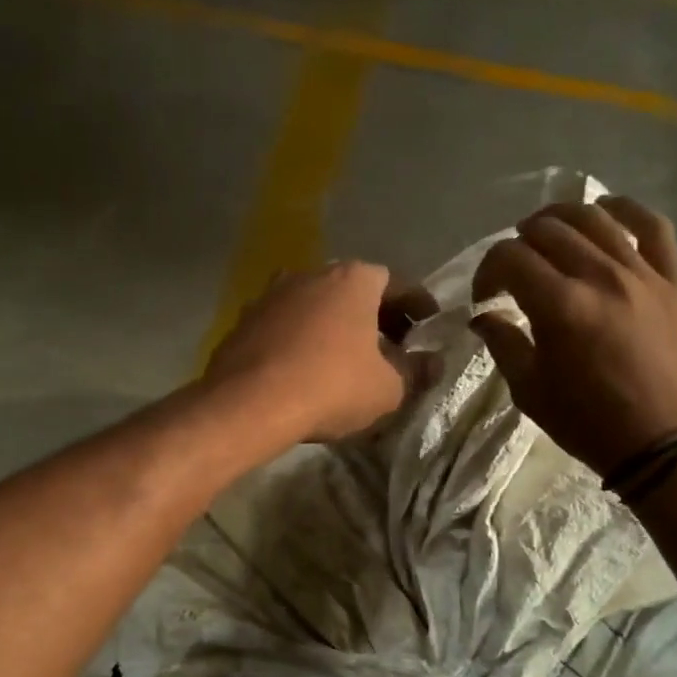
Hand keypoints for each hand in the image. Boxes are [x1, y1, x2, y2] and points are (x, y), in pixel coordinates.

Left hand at [204, 262, 434, 442]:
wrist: (248, 403)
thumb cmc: (331, 386)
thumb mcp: (388, 388)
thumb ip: (416, 371)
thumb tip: (432, 363)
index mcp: (353, 279)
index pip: (396, 283)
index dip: (417, 306)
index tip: (427, 327)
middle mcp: (311, 274)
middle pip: (352, 290)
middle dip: (375, 316)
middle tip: (392, 345)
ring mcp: (272, 294)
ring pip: (315, 305)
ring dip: (334, 326)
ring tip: (347, 358)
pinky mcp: (244, 320)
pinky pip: (285, 325)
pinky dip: (301, 339)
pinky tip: (306, 367)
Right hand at [470, 197, 676, 477]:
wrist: (668, 444)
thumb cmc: (590, 423)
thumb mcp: (530, 390)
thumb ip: (503, 343)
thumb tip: (484, 315)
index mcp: (559, 305)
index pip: (509, 258)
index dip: (487, 271)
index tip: (486, 297)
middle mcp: (599, 276)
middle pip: (547, 230)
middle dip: (518, 244)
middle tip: (514, 271)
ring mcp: (641, 273)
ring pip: (594, 219)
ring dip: (561, 218)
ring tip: (547, 234)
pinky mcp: (672, 280)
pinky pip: (653, 227)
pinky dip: (626, 210)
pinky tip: (607, 211)